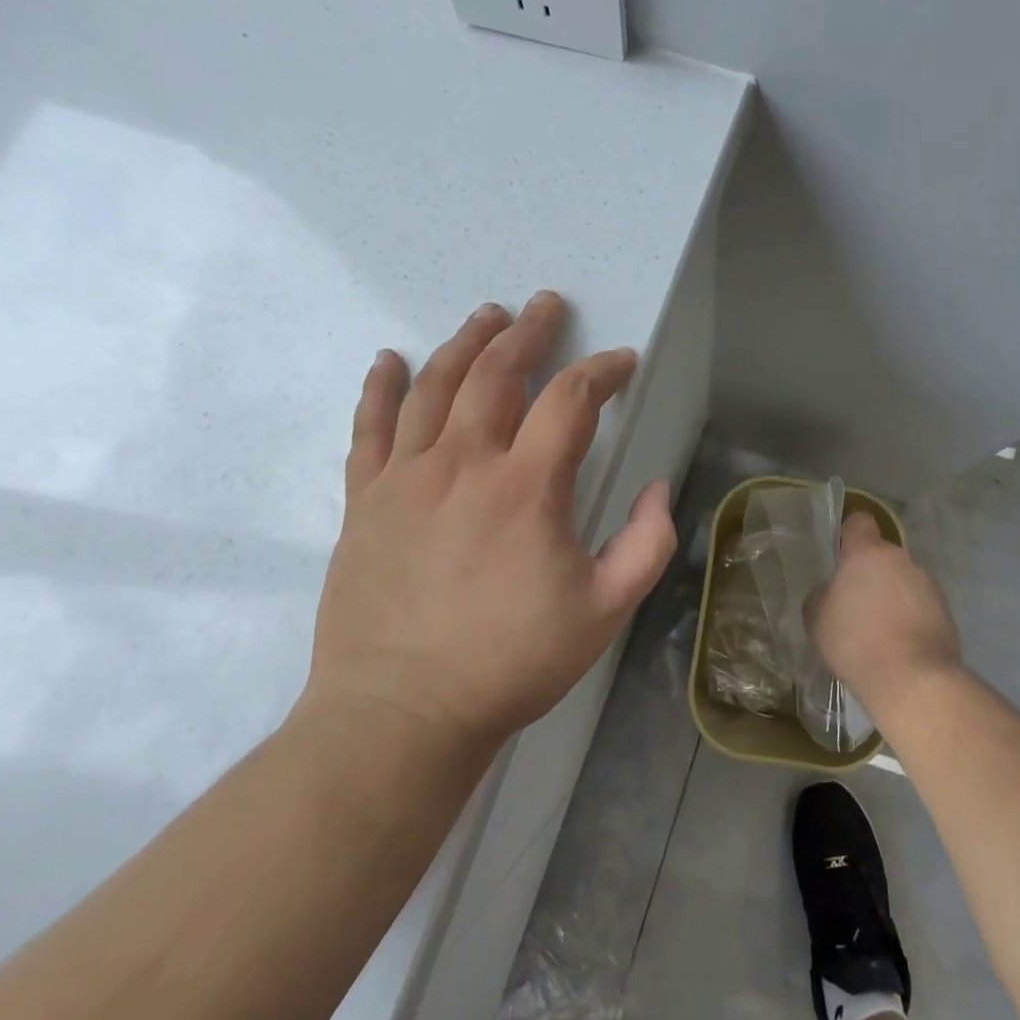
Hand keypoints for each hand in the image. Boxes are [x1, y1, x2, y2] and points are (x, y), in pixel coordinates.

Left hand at [303, 292, 676, 749]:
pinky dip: (379, 388)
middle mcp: (464, 463)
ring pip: (435, 387)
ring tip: (487, 315)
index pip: (570, 400)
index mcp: (526, 486)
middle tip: (545, 305)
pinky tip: (388, 359)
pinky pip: (369, 429)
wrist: (400, 714)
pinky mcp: (364, 501)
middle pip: (497, 373)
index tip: (622, 362)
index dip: (603, 371)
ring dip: (466, 343)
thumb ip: (647, 543)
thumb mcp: (605, 610)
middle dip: (528, 332)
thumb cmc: (510, 662)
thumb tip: (656, 488)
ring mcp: (405, 477)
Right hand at [809, 512, 962, 717]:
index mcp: (867, 553)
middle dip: (871, 575)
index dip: (850, 534)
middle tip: (857, 606)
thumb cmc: (855, 641)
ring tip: (881, 632)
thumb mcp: (817, 617)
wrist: (912, 680)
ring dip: (893, 597)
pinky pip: (921, 605)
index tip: (842, 556)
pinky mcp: (946, 611)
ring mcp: (928, 584)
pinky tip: (901, 646)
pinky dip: (911, 618)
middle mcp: (901, 559)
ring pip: (903, 581)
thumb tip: (833, 591)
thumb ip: (823, 594)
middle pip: (882, 557)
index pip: (860, 522)